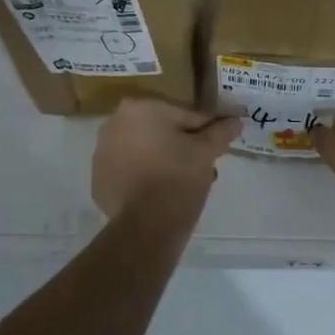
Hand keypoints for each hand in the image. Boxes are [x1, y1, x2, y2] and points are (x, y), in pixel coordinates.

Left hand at [92, 98, 240, 216]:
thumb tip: (236, 121)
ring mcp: (101, 154)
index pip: (183, 115)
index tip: (216, 143)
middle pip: (159, 132)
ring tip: (185, 183)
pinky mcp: (98, 181)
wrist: (147, 225)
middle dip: (181, 146)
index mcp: (139, 109)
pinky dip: (144, 179)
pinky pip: (129, 174)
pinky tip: (161, 195)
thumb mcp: (206, 152)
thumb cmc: (178, 176)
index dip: (204, 130)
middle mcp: (113, 124)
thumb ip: (220, 132)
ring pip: (142, 152)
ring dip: (162, 161)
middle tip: (201, 166)